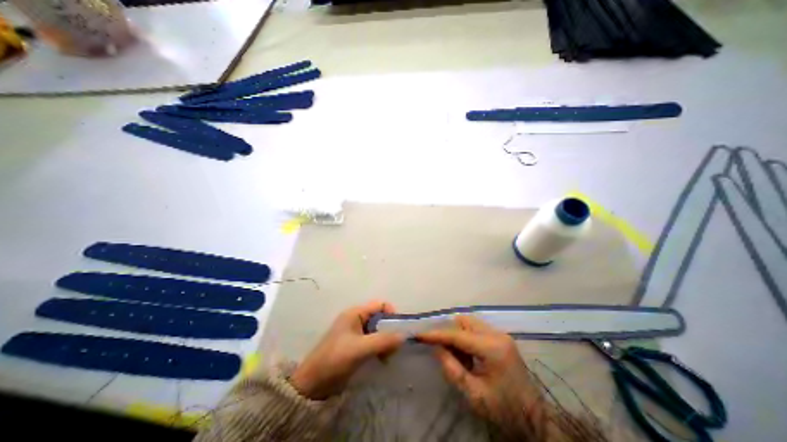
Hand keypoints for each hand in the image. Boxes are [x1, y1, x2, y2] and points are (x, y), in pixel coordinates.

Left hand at [288, 300, 405, 399]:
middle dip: (389, 330)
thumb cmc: (335, 359)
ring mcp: (356, 333)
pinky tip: (382, 359)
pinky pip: (373, 341)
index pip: (380, 305)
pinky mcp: (355, 345)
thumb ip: (382, 340)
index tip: (398, 330)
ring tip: (387, 357)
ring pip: (378, 330)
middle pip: (380, 318)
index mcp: (355, 313)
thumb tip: (403, 336)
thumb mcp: (360, 348)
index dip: (391, 314)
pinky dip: (380, 348)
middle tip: (394, 347)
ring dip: (385, 341)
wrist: (312, 384)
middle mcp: (356, 319)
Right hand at [418, 317, 541, 428]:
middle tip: (444, 352)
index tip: (420, 335)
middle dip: (449, 333)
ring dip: (458, 335)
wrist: (537, 421)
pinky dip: (467, 338)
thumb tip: (437, 348)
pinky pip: (477, 330)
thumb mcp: (474, 395)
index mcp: (492, 348)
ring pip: (470, 323)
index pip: (457, 335)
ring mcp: (501, 335)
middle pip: (464, 321)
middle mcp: (497, 334)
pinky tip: (469, 356)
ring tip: (459, 358)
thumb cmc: (505, 411)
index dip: (437, 334)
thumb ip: (452, 369)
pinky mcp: (502, 339)